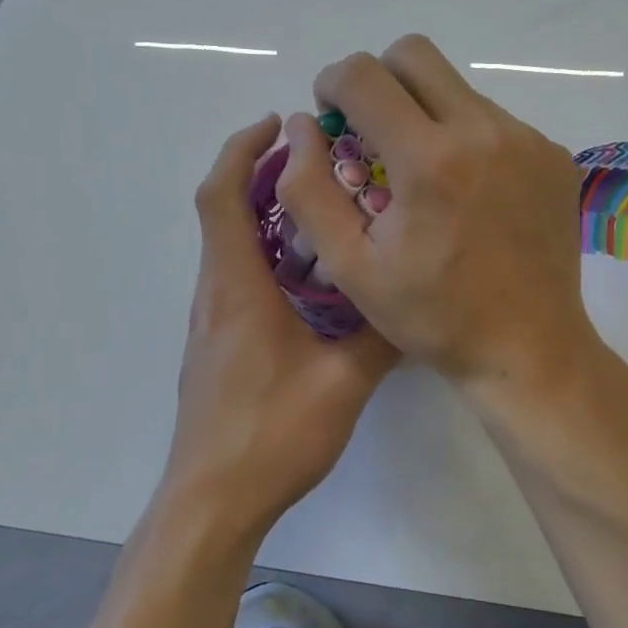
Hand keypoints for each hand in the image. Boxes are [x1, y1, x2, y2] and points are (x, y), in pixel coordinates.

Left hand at [161, 116, 398, 541]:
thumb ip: (382, 336)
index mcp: (238, 287)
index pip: (221, 196)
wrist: (212, 502)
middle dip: (262, 174)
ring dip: (266, 213)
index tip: (279, 124)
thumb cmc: (271, 436)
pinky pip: (238, 276)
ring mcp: (212, 320)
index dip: (243, 150)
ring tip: (326, 209)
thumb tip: (415, 295)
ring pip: (232, 245)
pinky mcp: (218, 344)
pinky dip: (267, 251)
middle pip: (224, 211)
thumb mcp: (343, 383)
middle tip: (320, 161)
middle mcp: (216, 293)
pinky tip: (313, 276)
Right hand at [276, 35, 598, 390]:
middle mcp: (483, 131)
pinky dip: (468, 139)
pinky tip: (470, 192)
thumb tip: (303, 126)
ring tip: (426, 174)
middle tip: (373, 129)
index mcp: (428, 159)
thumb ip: (310, 190)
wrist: (529, 348)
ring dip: (427, 112)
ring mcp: (527, 140)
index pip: (363, 74)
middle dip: (379, 79)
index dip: (332, 84)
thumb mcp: (351, 266)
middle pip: (414, 54)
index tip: (333, 117)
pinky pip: (496, 120)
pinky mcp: (553, 155)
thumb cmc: (433, 315)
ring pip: (457, 88)